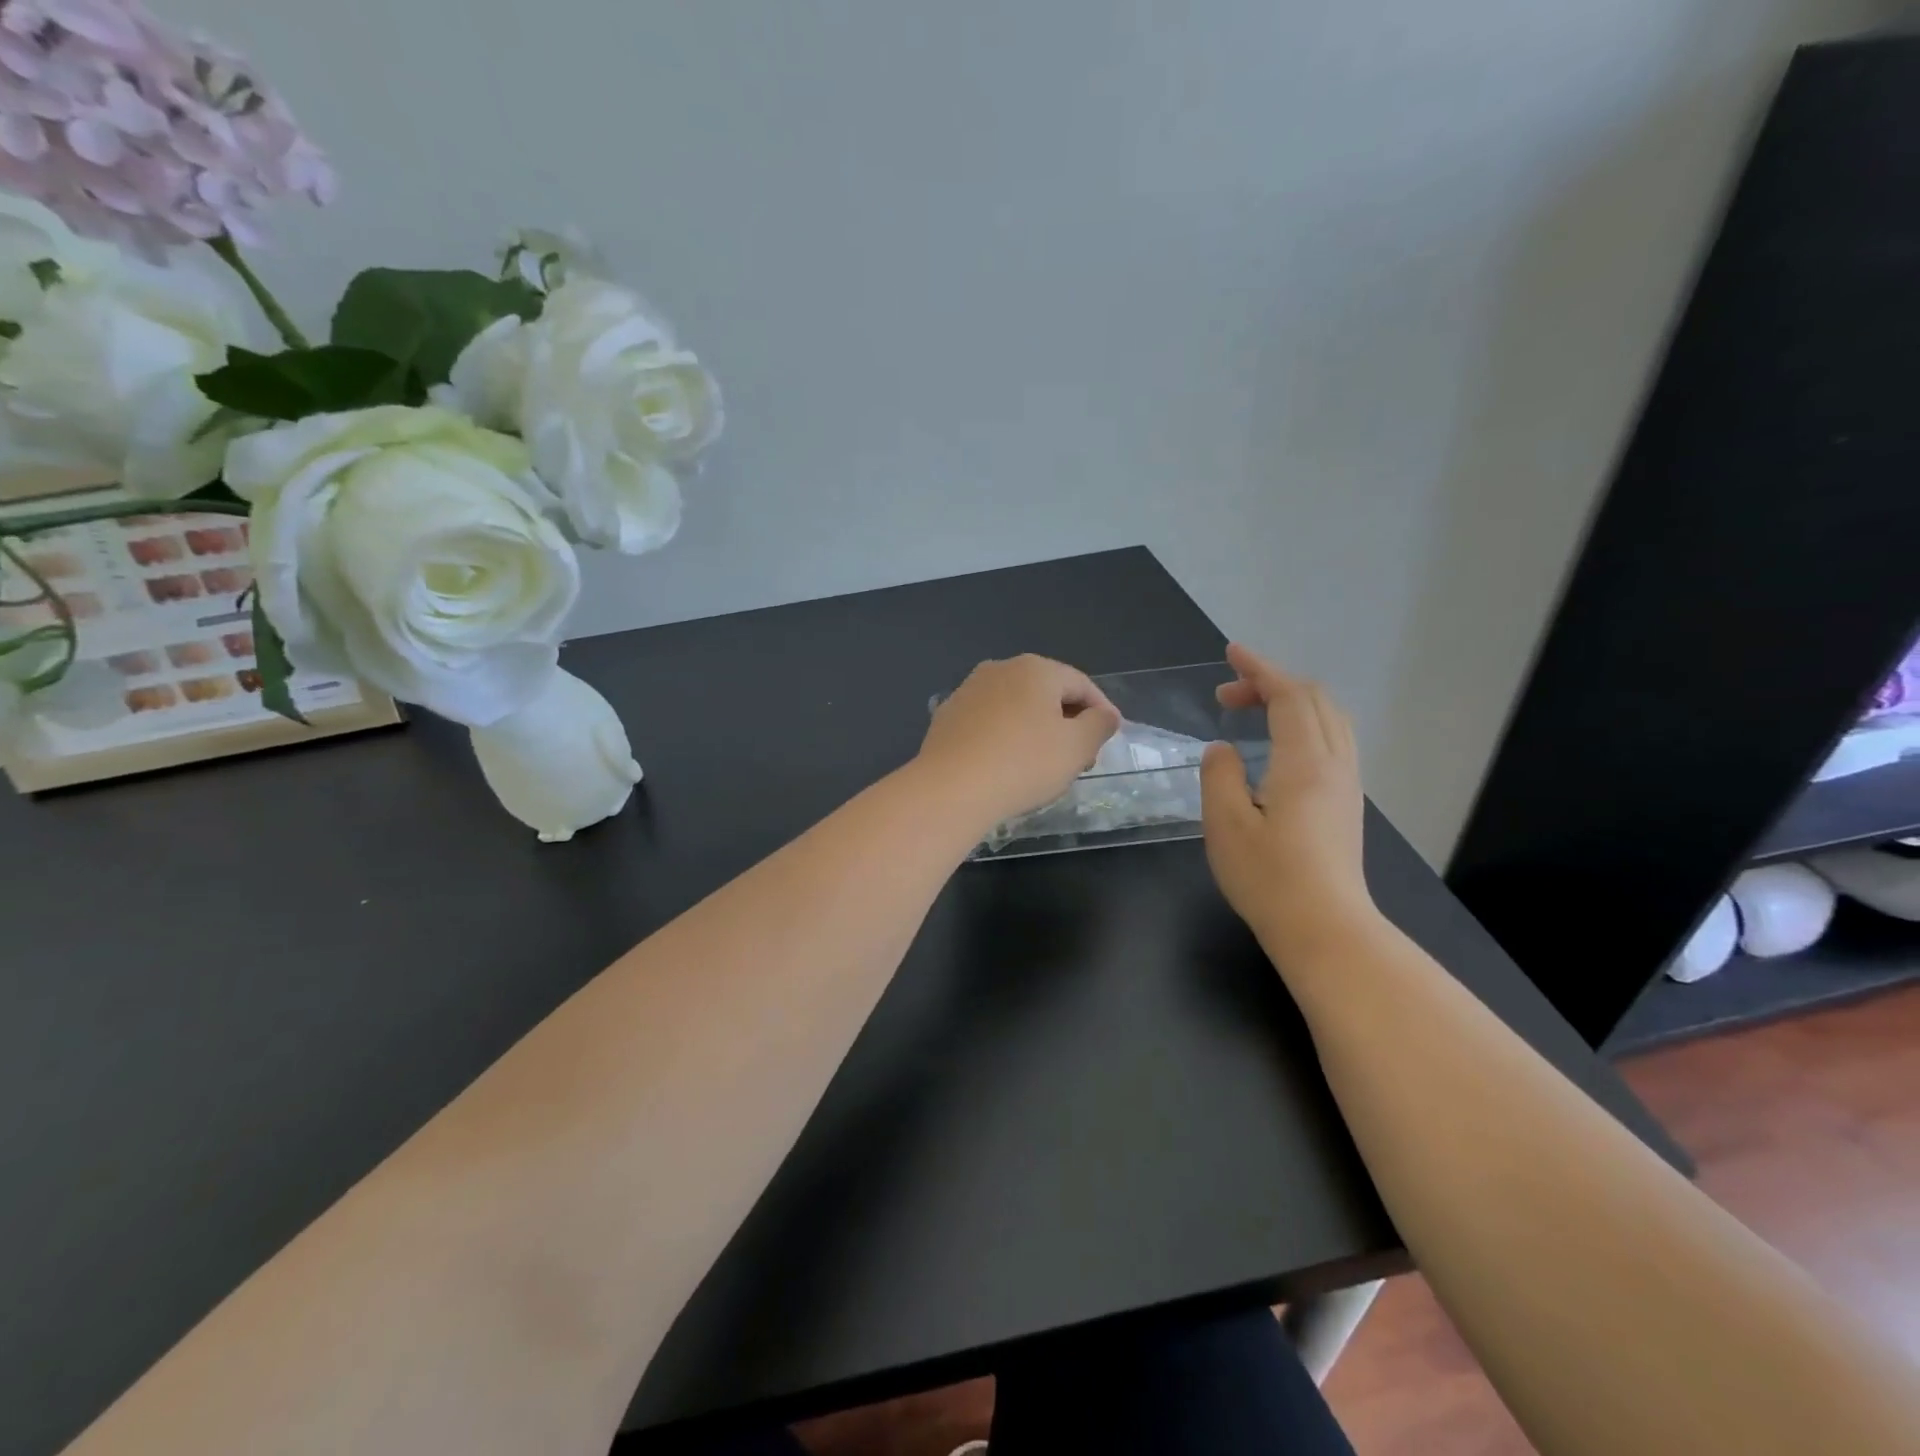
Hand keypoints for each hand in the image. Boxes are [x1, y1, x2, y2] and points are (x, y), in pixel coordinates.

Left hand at [917, 655, 1119, 832]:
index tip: (1111, 736)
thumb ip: (1099, 725)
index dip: (1102, 710)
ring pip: (1016, 707)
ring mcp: (968, 691)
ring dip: (1036, 729)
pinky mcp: (947, 717)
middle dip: (1068, 721)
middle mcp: (999, 669)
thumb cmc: (1023, 764)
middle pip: (1046, 693)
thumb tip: (1104, 714)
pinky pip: (989, 723)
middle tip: (1082, 756)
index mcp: (1035, 669)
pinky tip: (1007, 765)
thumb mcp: (1076, 747)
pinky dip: (1005, 737)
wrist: (950, 789)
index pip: (1081, 684)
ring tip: (1046, 764)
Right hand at [1201, 643, 1378, 963]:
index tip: (1230, 654)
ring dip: (1292, 702)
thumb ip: (1219, 776)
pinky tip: (1279, 746)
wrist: (1327, 930)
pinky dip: (1304, 723)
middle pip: (1315, 700)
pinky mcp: (1347, 805)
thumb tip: (1222, 751)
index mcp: (1304, 763)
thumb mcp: (1226, 825)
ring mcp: (1347, 785)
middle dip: (1272, 683)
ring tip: (1253, 711)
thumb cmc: (1270, 879)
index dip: (1260, 669)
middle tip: (1228, 694)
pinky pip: (1333, 740)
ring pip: (1330, 719)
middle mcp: (1334, 764)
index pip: (1289, 695)